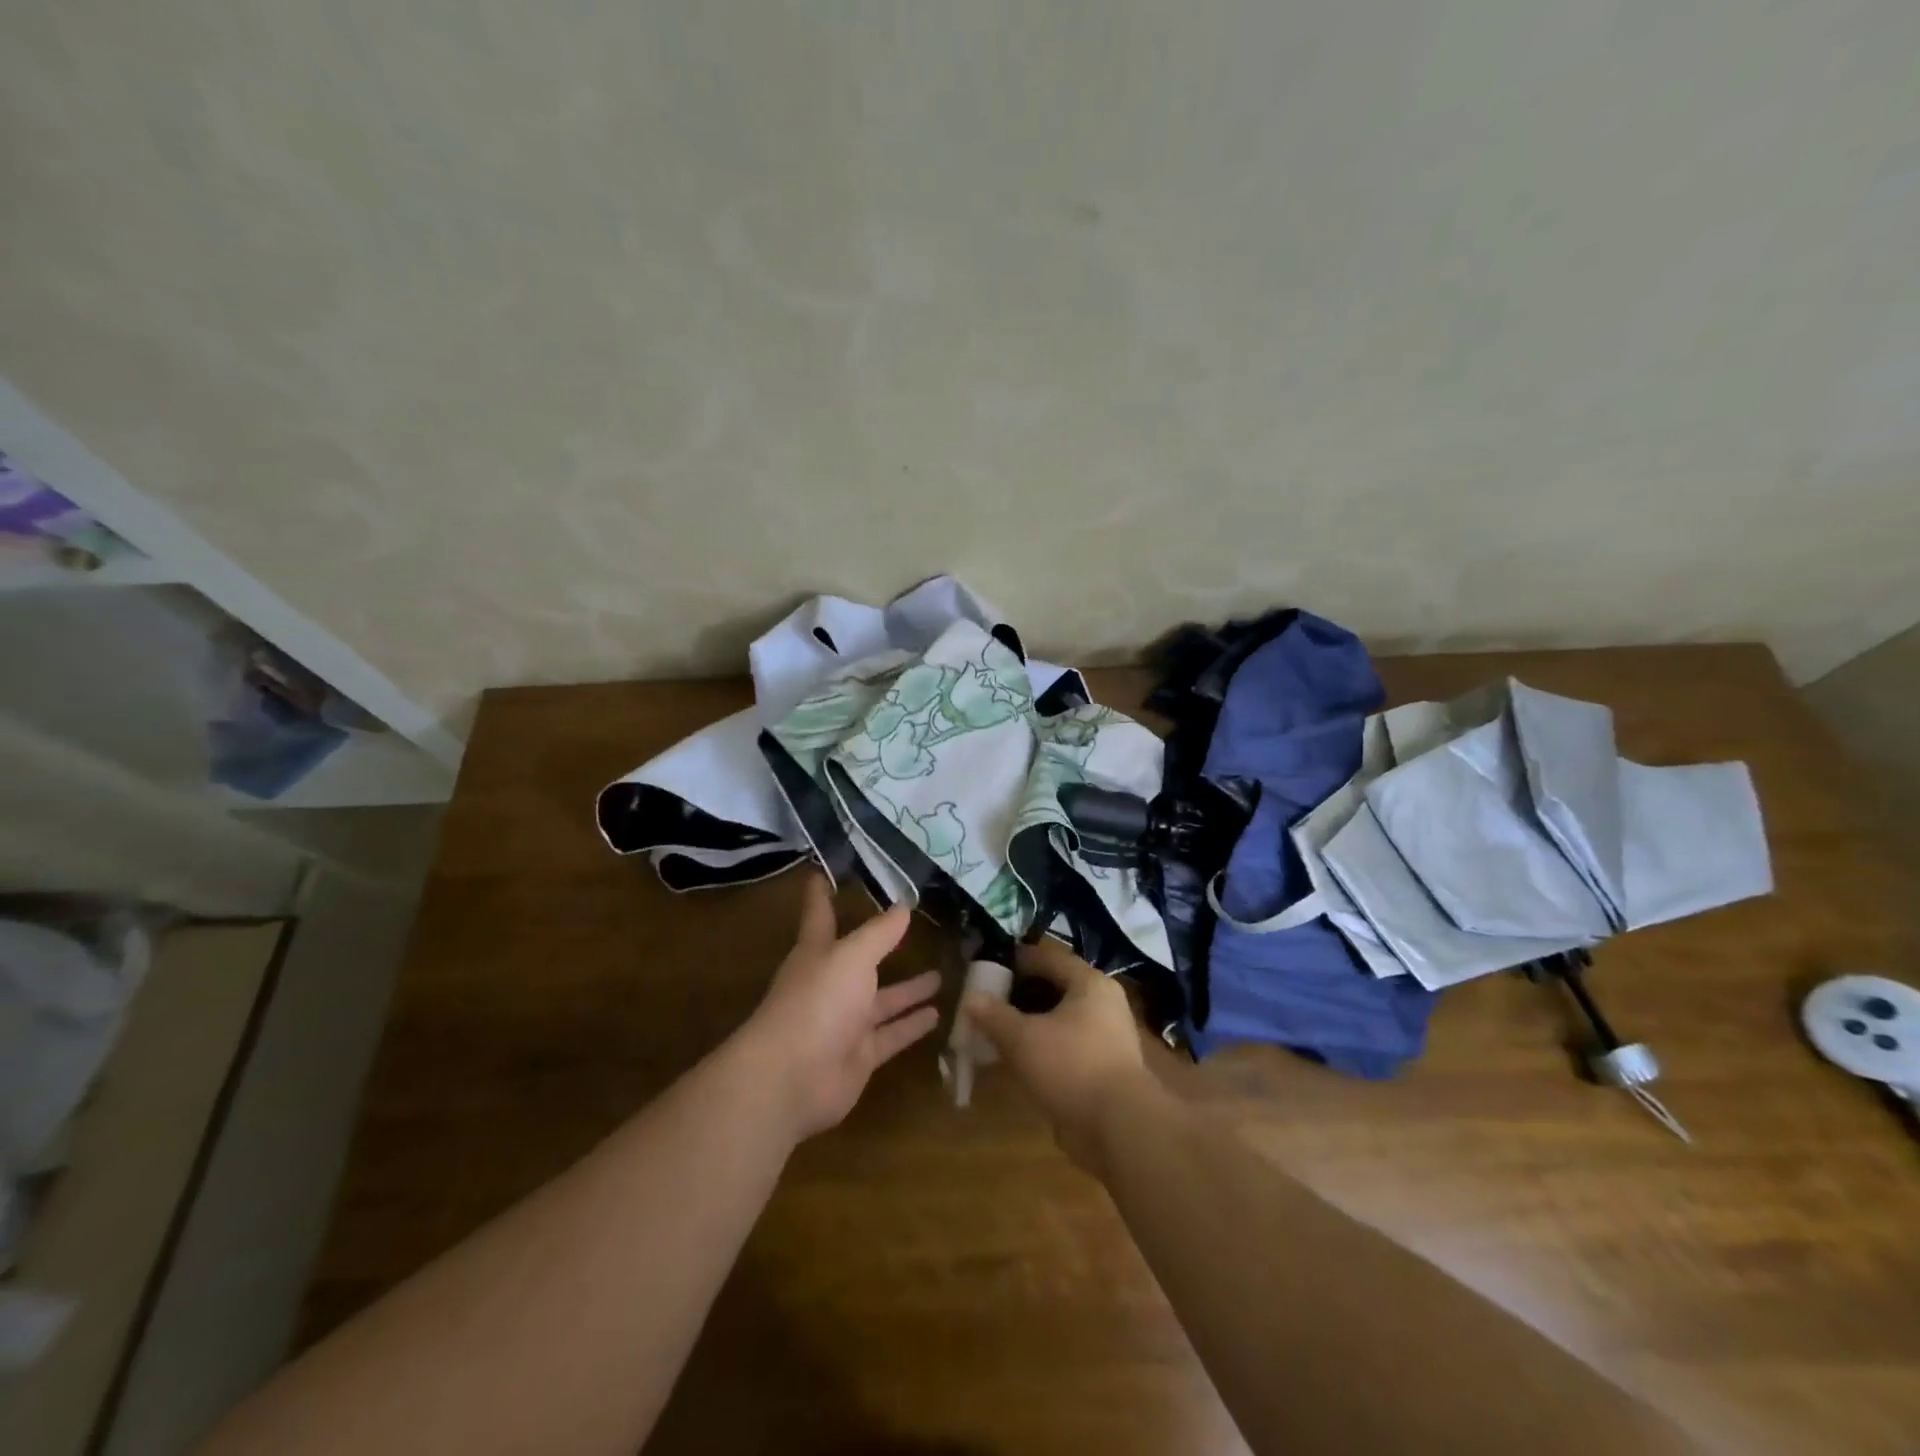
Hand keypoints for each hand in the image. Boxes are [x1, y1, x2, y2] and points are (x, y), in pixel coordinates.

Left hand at [743, 875, 941, 1140]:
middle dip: (882, 945)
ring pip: (883, 1000)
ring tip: (941, 975)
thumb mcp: (852, 956)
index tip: (820, 871)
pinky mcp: (860, 1056)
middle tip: (913, 929)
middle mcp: (831, 984)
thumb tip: (904, 906)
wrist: (793, 1077)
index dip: (820, 894)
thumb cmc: (817, 1002)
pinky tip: (938, 1015)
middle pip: (860, 959)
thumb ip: (880, 933)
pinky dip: (912, 1026)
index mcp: (818, 953)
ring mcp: (845, 1022)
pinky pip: (892, 1035)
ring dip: (909, 989)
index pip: (819, 914)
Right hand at [962, 938, 1155, 1171]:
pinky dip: (1045, 1046)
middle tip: (991, 1000)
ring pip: (1062, 1018)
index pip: (1049, 957)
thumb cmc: (1071, 1067)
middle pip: (1056, 987)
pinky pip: (1068, 1044)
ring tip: (1000, 1030)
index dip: (1018, 959)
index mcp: (1089, 983)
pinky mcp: (1106, 1066)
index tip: (991, 965)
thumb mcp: (1023, 1039)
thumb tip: (970, 998)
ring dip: (1032, 1022)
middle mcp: (1103, 1003)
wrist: (1121, 1127)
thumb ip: (994, 1016)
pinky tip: (1021, 1059)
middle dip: (1022, 993)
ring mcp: (1108, 1036)